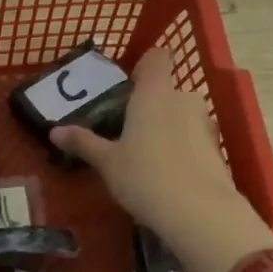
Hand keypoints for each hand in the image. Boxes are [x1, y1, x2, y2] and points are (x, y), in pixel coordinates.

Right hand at [51, 48, 272, 271]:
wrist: (200, 213)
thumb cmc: (144, 177)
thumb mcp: (107, 162)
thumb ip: (83, 143)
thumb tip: (54, 131)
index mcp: (154, 93)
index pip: (157, 57)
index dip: (143, 67)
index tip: (126, 87)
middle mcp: (183, 99)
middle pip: (167, 89)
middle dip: (150, 105)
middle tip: (126, 131)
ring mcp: (205, 123)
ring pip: (182, 114)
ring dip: (167, 127)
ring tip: (146, 156)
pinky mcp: (217, 149)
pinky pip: (194, 138)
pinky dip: (182, 148)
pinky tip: (168, 175)